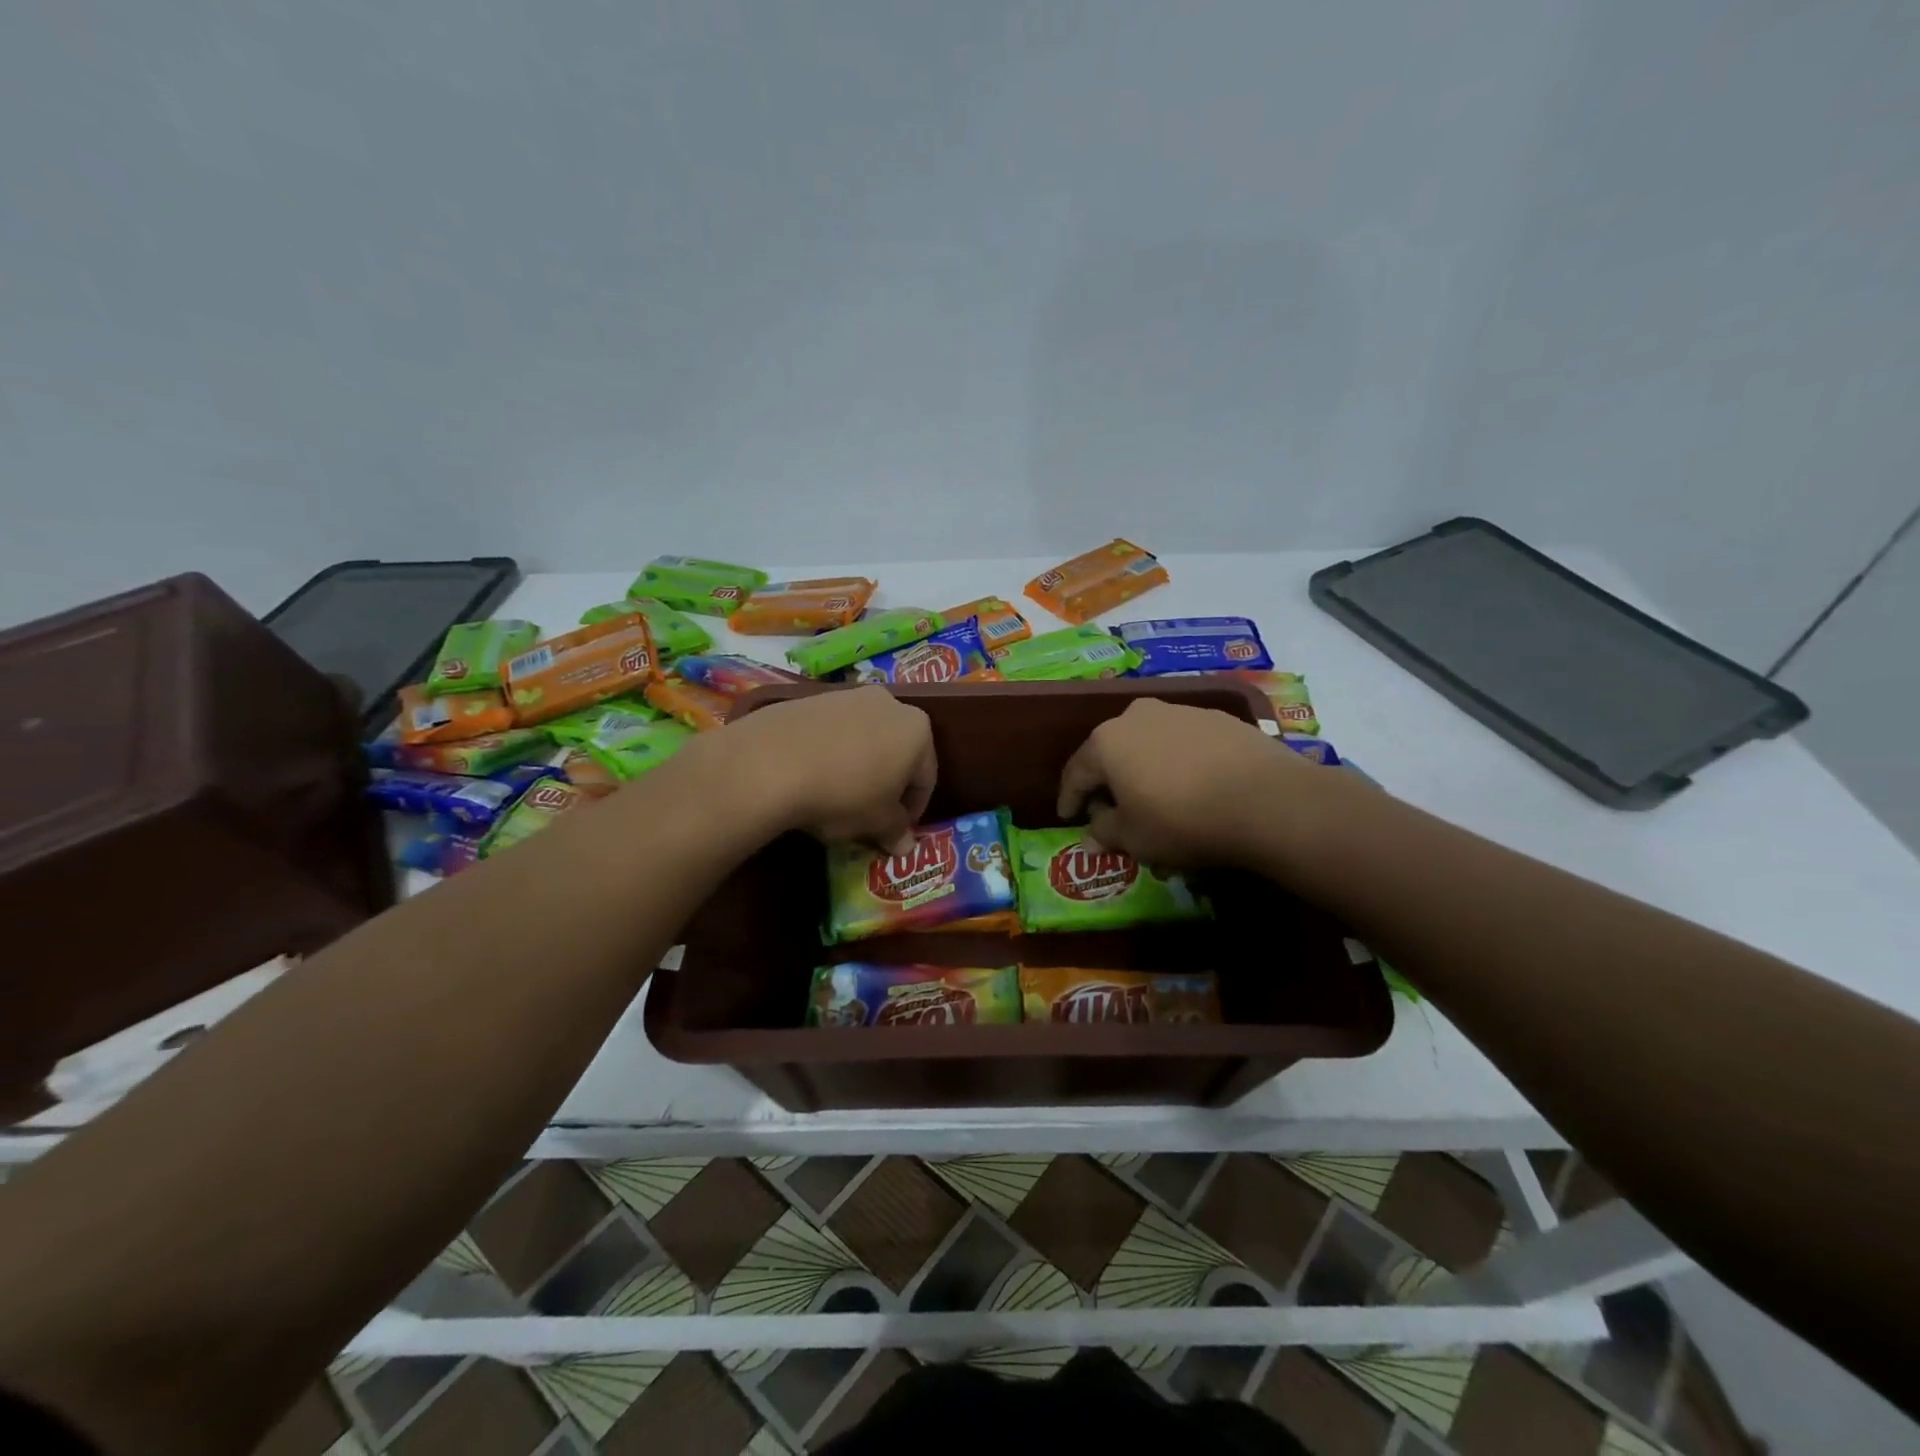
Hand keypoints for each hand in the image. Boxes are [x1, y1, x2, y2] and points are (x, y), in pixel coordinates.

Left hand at [723, 686, 935, 852]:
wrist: (771, 762)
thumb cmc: (843, 793)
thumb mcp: (876, 822)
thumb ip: (896, 830)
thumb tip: (906, 846)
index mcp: (918, 730)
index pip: (926, 777)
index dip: (913, 810)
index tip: (897, 831)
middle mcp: (889, 703)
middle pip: (897, 752)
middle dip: (887, 784)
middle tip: (869, 815)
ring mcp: (848, 696)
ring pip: (864, 739)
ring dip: (859, 767)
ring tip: (837, 797)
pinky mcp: (811, 699)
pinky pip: (832, 732)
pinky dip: (830, 753)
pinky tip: (812, 777)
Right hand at [1056, 698, 1318, 867]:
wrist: (1267, 800)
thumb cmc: (1183, 820)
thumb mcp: (1134, 838)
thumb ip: (1104, 833)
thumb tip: (1089, 837)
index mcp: (1107, 741)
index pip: (1076, 772)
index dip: (1069, 799)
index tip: (1068, 817)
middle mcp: (1138, 716)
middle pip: (1111, 751)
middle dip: (1108, 781)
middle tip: (1112, 810)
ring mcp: (1180, 712)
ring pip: (1148, 743)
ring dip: (1144, 768)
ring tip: (1156, 797)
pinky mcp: (1218, 718)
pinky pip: (1183, 743)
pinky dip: (1178, 762)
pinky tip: (1192, 786)